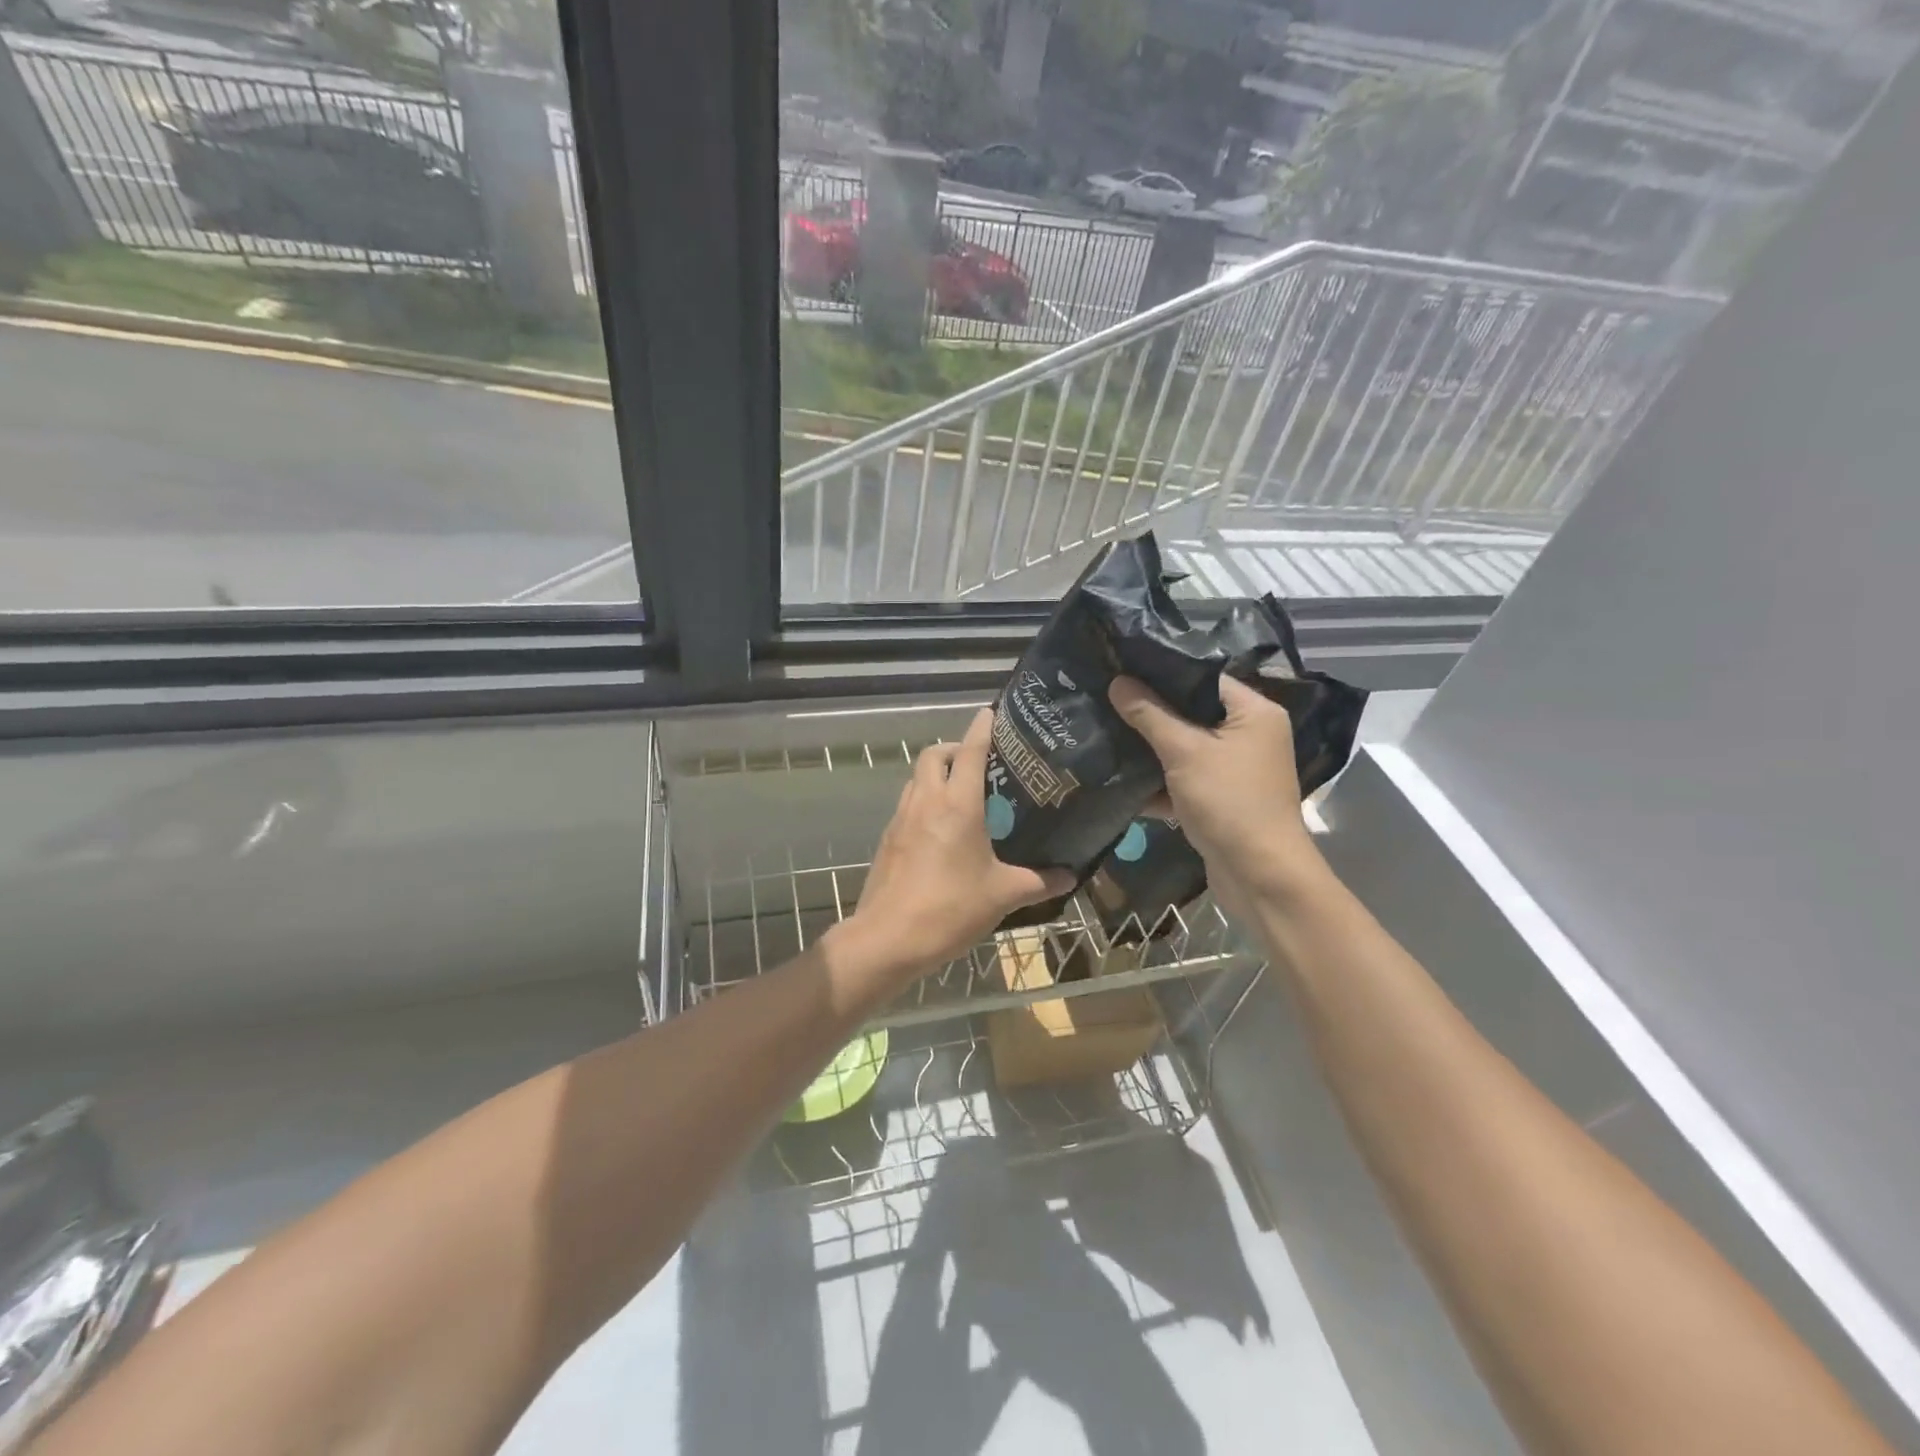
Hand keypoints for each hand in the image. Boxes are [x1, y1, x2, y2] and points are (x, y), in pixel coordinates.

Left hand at [832, 709, 1071, 993]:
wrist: (888, 939)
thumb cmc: (950, 909)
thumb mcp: (1002, 895)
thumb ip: (1039, 882)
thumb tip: (1071, 876)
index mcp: (957, 804)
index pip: (969, 751)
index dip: (981, 728)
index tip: (991, 713)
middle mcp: (926, 801)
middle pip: (933, 755)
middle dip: (954, 749)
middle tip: (980, 764)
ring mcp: (901, 818)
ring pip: (916, 778)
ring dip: (936, 774)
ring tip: (962, 794)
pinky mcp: (888, 839)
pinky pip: (907, 804)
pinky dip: (924, 801)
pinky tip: (940, 829)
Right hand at [1108, 674, 1322, 913]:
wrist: (1260, 877)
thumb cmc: (1229, 802)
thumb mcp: (1184, 752)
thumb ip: (1150, 715)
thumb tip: (1117, 682)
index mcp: (1254, 713)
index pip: (1204, 678)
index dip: (1163, 672)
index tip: (1122, 667)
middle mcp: (1250, 736)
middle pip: (1192, 713)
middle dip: (1150, 712)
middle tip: (1107, 698)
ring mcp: (1236, 770)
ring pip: (1185, 748)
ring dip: (1150, 749)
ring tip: (1106, 732)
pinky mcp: (1221, 800)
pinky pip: (1184, 780)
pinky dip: (1159, 783)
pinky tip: (1120, 780)